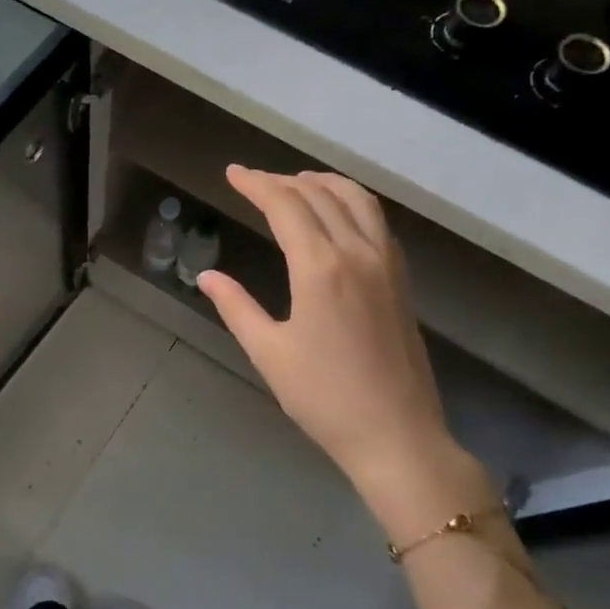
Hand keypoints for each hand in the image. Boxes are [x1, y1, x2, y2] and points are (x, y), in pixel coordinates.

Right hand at [196, 167, 494, 535]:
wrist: (396, 435)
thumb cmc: (324, 398)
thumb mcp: (269, 353)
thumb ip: (237, 307)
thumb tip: (208, 277)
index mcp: (321, 268)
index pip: (286, 206)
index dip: (257, 184)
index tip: (233, 173)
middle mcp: (358, 253)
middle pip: (321, 195)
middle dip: (285, 181)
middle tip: (255, 181)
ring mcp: (387, 265)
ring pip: (358, 201)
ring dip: (325, 184)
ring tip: (298, 183)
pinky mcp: (401, 281)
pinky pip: (376, 222)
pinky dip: (352, 203)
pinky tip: (338, 217)